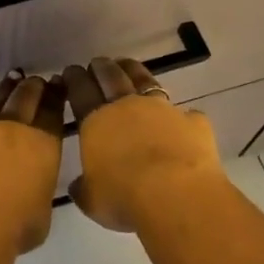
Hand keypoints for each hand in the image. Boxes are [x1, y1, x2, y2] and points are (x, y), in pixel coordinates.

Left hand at [0, 72, 67, 251]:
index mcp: (42, 146)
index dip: (56, 96)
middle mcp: (11, 131)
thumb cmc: (16, 225)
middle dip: (32, 87)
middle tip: (36, 80)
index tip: (57, 83)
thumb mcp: (41, 212)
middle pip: (24, 99)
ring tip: (9, 83)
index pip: (52, 113)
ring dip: (3, 93)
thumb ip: (36, 192)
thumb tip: (28, 190)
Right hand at [63, 56, 222, 231]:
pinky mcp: (193, 122)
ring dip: (134, 71)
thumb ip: (83, 188)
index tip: (70, 71)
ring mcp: (163, 110)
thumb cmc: (124, 197)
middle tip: (97, 62)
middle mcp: (127, 106)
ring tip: (128, 66)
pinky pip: (185, 114)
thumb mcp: (92, 200)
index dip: (74, 79)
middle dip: (102, 67)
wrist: (176, 194)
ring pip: (146, 81)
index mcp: (96, 121)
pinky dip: (180, 115)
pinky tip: (182, 119)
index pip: (80, 90)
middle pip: (111, 77)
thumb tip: (78, 185)